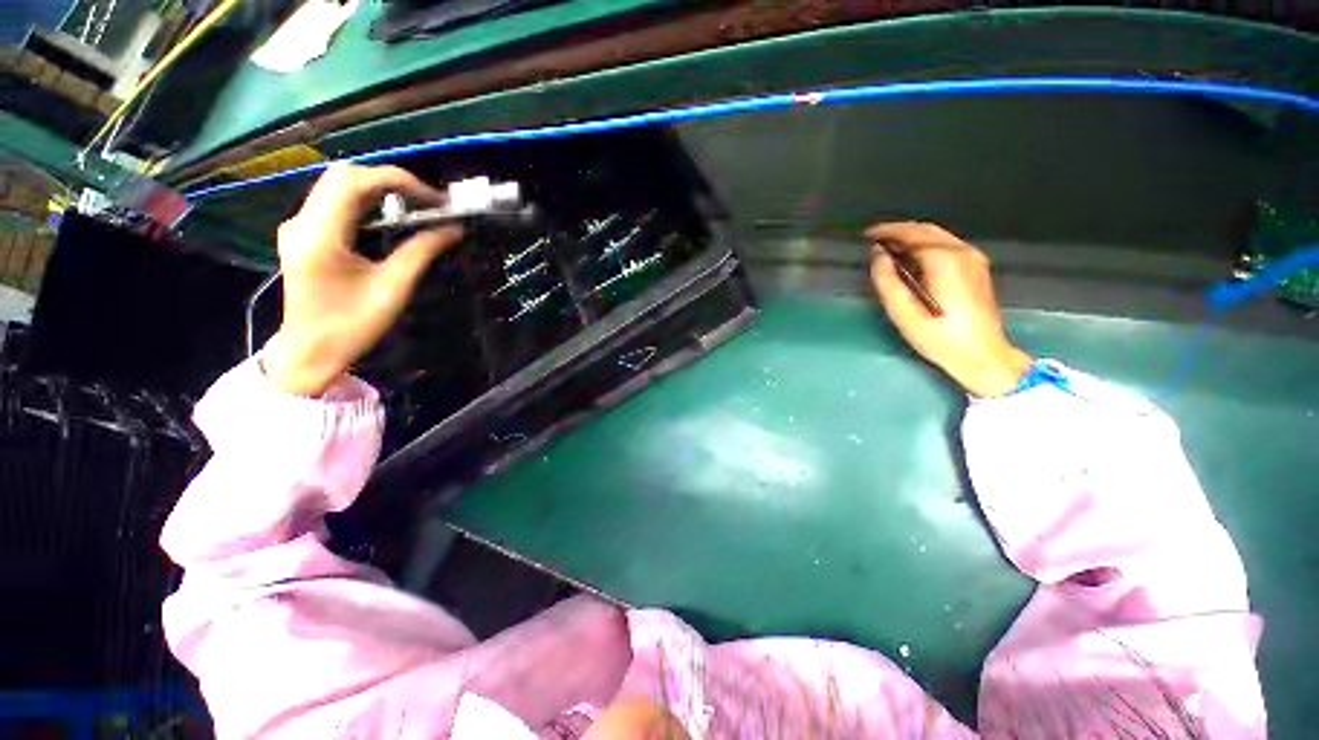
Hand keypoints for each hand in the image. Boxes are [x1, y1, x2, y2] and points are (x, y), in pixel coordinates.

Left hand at [262, 163, 463, 395]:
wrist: (311, 350)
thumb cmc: (352, 326)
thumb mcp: (393, 289)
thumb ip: (421, 252)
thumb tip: (453, 229)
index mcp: (320, 236)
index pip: (354, 182)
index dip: (399, 180)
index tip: (435, 199)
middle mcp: (302, 222)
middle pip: (344, 176)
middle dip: (390, 181)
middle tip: (428, 202)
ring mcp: (299, 226)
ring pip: (338, 186)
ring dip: (379, 189)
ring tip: (416, 207)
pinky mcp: (304, 234)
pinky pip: (335, 203)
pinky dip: (366, 201)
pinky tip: (390, 217)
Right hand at [867, 221, 1031, 397]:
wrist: (981, 354)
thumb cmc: (938, 336)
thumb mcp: (903, 312)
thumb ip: (886, 280)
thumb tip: (877, 255)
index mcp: (944, 259)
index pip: (911, 234)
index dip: (886, 231)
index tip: (865, 235)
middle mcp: (962, 251)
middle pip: (927, 231)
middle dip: (899, 231)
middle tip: (874, 239)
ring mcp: (973, 258)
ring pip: (938, 236)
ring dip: (912, 237)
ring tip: (888, 247)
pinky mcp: (977, 268)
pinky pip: (946, 246)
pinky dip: (925, 245)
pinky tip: (911, 258)